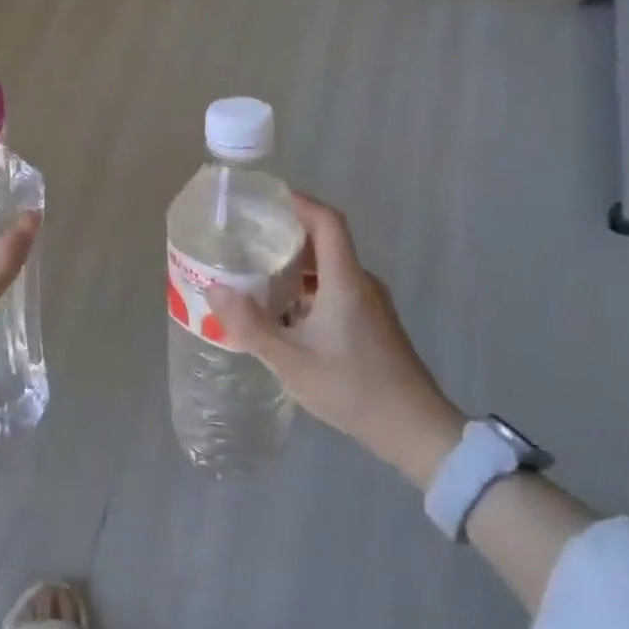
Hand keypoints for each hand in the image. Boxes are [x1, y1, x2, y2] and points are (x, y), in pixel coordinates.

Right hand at [206, 194, 464, 485]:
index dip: (299, 202)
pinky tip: (283, 313)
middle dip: (286, 235)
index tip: (265, 198)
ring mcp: (371, 304)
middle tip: (247, 239)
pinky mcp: (372, 324)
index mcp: (345, 281)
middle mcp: (361, 283)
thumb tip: (214, 290)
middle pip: (325, 242)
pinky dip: (307, 289)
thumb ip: (250, 325)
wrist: (415, 431)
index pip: (327, 221)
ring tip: (256, 275)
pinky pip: (336, 289)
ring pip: (329, 269)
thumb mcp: (290, 361)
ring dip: (295, 266)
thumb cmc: (352, 388)